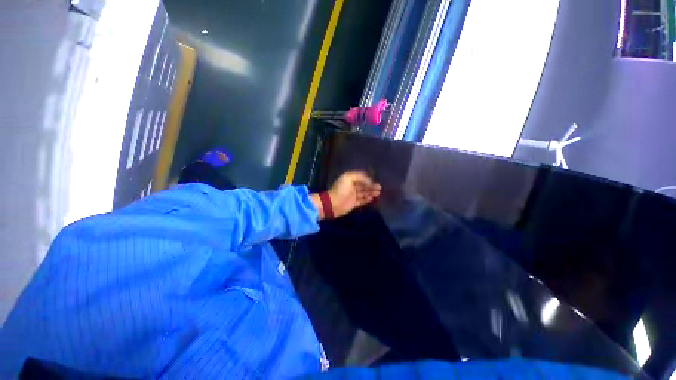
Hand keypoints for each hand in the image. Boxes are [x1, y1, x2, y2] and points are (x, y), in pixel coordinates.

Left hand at [312, 171, 380, 218]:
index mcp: (350, 179)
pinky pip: (362, 201)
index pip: (361, 178)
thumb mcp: (348, 178)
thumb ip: (359, 177)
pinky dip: (367, 199)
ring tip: (378, 193)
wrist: (333, 204)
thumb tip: (369, 181)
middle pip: (363, 186)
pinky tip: (372, 198)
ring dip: (371, 193)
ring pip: (364, 193)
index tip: (375, 180)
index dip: (368, 179)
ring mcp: (353, 196)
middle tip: (379, 188)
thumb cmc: (340, 190)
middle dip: (371, 186)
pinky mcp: (353, 203)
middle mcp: (352, 187)